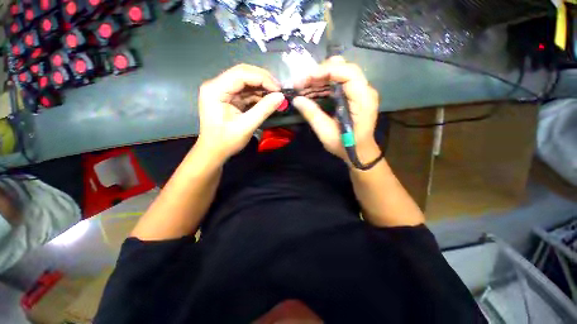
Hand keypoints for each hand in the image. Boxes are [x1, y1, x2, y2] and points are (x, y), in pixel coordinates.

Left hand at [197, 64, 284, 162]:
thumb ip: (263, 110)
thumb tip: (281, 97)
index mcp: (215, 90)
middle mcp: (216, 85)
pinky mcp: (228, 97)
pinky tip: (267, 100)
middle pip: (243, 73)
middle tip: (279, 91)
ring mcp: (222, 90)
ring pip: (246, 81)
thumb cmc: (226, 141)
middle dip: (263, 80)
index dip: (262, 78)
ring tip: (276, 95)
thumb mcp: (246, 126)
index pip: (241, 74)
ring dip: (262, 87)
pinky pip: (245, 91)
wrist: (214, 151)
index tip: (278, 90)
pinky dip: (258, 95)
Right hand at [292, 56, 379, 163]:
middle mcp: (366, 91)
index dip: (326, 71)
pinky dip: (325, 84)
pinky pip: (340, 82)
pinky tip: (313, 90)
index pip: (348, 73)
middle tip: (302, 82)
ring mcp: (362, 92)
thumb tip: (296, 100)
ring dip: (321, 77)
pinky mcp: (356, 95)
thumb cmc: (345, 145)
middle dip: (321, 72)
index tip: (306, 78)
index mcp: (363, 100)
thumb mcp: (326, 133)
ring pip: (341, 73)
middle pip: (345, 68)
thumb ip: (312, 115)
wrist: (360, 152)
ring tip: (304, 86)